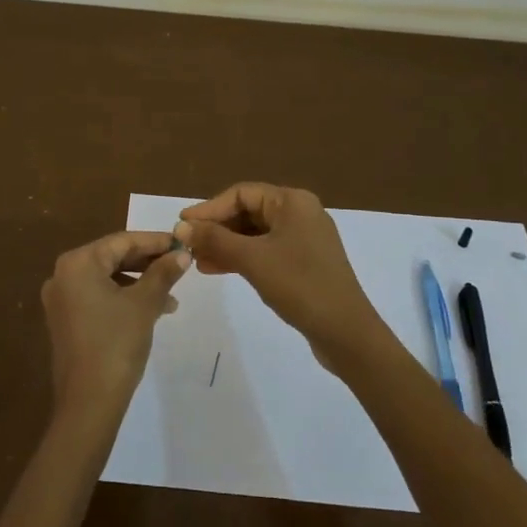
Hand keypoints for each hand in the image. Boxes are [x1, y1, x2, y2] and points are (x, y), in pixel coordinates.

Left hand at [40, 231, 189, 421]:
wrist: (88, 402)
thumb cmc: (116, 344)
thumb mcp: (144, 304)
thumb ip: (163, 273)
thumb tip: (182, 254)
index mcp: (78, 263)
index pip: (122, 241)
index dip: (155, 242)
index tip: (182, 244)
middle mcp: (63, 275)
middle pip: (113, 258)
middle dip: (148, 263)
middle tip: (179, 267)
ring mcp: (62, 299)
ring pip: (108, 279)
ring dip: (139, 283)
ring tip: (171, 298)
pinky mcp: (66, 320)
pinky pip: (98, 297)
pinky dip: (124, 298)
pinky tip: (151, 311)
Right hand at [175, 184, 393, 372]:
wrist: (345, 332)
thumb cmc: (299, 285)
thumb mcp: (252, 259)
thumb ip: (214, 239)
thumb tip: (181, 226)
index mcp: (292, 202)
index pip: (241, 193)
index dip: (209, 208)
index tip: (182, 225)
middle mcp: (300, 213)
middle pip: (248, 211)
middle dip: (216, 228)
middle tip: (188, 245)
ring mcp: (304, 239)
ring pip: (255, 234)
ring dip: (225, 244)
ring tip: (197, 261)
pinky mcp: (304, 262)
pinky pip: (265, 250)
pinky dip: (242, 257)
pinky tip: (217, 269)